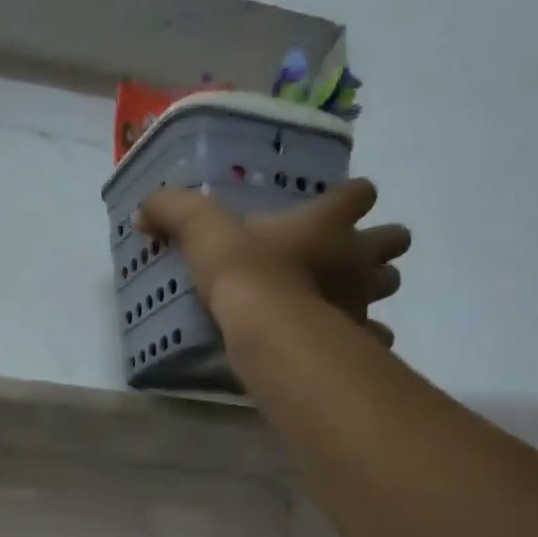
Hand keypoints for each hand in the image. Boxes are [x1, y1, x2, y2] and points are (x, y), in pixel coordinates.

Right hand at [135, 178, 409, 340]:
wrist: (267, 329)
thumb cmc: (245, 272)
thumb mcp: (201, 231)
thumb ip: (174, 212)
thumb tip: (144, 210)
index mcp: (327, 222)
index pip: (359, 194)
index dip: (353, 196)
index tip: (338, 204)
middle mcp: (356, 256)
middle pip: (393, 239)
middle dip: (379, 244)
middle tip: (348, 254)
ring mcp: (363, 299)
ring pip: (389, 286)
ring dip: (373, 288)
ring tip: (343, 297)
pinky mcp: (359, 338)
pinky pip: (374, 337)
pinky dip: (364, 338)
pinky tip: (341, 342)